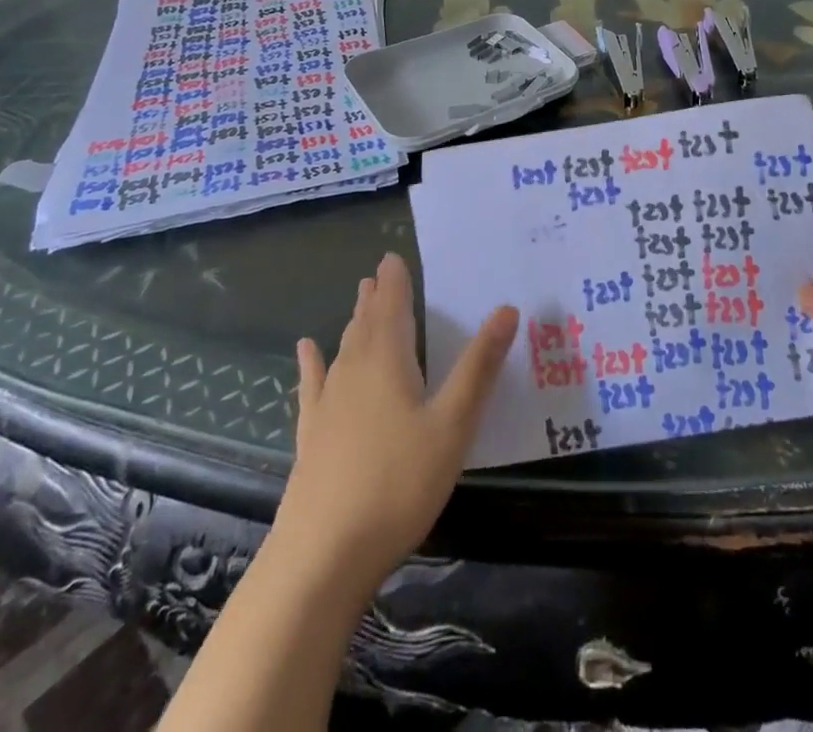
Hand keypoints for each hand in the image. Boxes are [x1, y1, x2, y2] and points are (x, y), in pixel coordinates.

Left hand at [271, 253, 517, 590]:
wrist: (322, 555)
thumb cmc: (398, 484)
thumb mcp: (453, 425)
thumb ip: (479, 367)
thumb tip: (507, 309)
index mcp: (388, 361)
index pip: (392, 306)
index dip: (394, 280)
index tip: (392, 256)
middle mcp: (354, 371)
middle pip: (366, 323)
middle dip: (376, 298)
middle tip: (378, 274)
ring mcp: (328, 403)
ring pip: (343, 348)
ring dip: (354, 322)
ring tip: (360, 301)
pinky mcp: (311, 435)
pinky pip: (314, 384)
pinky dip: (312, 363)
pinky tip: (306, 351)